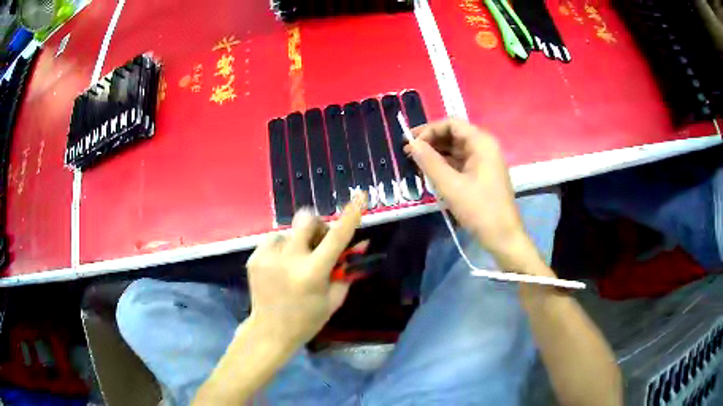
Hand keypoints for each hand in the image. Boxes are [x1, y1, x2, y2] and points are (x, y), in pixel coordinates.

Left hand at [245, 192, 366, 348]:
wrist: (270, 330)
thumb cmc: (308, 318)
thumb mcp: (334, 298)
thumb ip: (347, 269)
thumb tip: (361, 243)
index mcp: (312, 273)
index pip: (336, 237)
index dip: (351, 215)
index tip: (360, 195)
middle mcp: (289, 260)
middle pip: (306, 218)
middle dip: (316, 225)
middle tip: (317, 243)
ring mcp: (267, 257)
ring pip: (289, 231)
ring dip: (297, 242)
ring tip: (294, 264)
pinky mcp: (253, 257)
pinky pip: (273, 240)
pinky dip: (281, 249)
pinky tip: (280, 268)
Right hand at [405, 119, 542, 272]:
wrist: (503, 237)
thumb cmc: (479, 209)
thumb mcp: (451, 186)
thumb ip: (429, 162)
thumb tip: (411, 144)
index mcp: (481, 143)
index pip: (451, 124)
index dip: (429, 130)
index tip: (410, 143)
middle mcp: (484, 147)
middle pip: (453, 135)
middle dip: (430, 142)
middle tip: (408, 153)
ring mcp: (484, 162)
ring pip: (455, 150)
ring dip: (436, 154)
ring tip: (415, 163)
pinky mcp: (482, 175)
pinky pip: (460, 163)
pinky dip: (444, 165)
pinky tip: (430, 173)